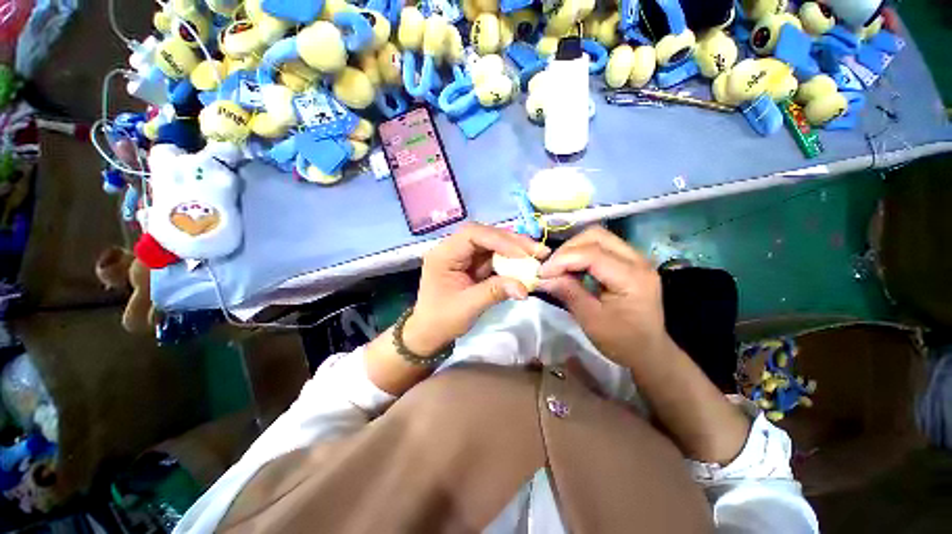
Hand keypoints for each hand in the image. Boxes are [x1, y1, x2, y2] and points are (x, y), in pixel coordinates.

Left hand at [403, 223, 548, 356]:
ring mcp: (463, 256)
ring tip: (536, 255)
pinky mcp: (472, 264)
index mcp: (443, 254)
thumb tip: (525, 288)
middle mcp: (452, 249)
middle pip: (484, 235)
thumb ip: (495, 292)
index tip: (522, 254)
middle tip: (537, 251)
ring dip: (514, 249)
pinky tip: (524, 264)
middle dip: (512, 242)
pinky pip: (493, 256)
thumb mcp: (467, 307)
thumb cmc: (441, 320)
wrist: (429, 332)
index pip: (472, 235)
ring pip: (491, 244)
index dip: (499, 240)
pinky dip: (510, 260)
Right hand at [537, 226, 673, 366]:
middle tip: (551, 268)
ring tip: (559, 267)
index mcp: (632, 278)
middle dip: (567, 249)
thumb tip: (543, 277)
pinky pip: (601, 245)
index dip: (562, 260)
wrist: (649, 351)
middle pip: (596, 236)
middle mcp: (638, 260)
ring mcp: (635, 258)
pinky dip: (581, 252)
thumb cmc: (621, 341)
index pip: (591, 254)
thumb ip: (568, 293)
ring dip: (574, 248)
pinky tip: (572, 267)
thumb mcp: (591, 320)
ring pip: (598, 236)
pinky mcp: (629, 261)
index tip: (541, 273)